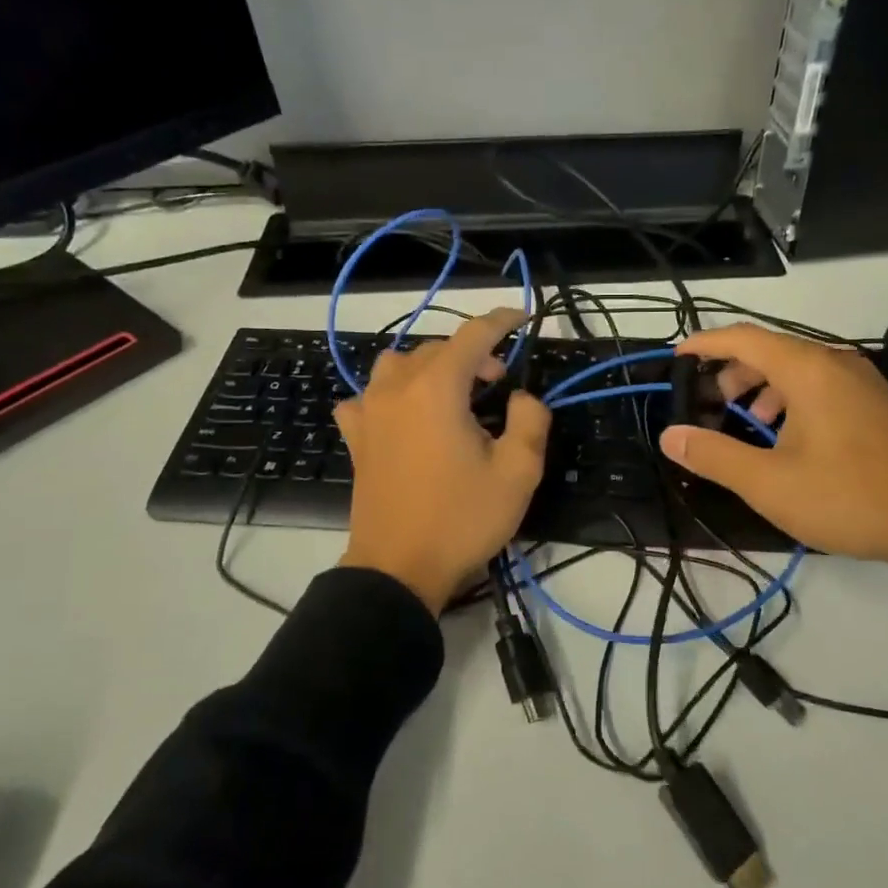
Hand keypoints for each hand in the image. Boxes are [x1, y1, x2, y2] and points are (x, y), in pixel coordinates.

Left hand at [335, 308, 550, 613]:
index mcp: (437, 388)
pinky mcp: (356, 437)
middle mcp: (397, 388)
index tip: (524, 317)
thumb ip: (530, 421)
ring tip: (453, 395)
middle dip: (474, 354)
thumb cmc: (462, 519)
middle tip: (500, 383)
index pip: (473, 334)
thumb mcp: (518, 473)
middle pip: (438, 349)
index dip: (502, 321)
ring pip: (400, 364)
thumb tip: (521, 397)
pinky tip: (404, 416)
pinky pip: (369, 397)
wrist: (399, 569)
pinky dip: (391, 394)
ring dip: (431, 368)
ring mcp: (369, 411)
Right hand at [658, 325, 887, 568]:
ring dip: (761, 386)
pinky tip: (785, 435)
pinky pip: (820, 384)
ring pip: (797, 368)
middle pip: (770, 349)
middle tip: (708, 403)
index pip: (743, 338)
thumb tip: (671, 436)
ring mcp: (861, 382)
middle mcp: (835, 363)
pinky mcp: (875, 403)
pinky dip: (790, 397)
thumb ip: (714, 455)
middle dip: (731, 371)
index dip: (704, 344)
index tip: (675, 358)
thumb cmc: (847, 497)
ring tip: (745, 421)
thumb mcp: (769, 484)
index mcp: (808, 370)